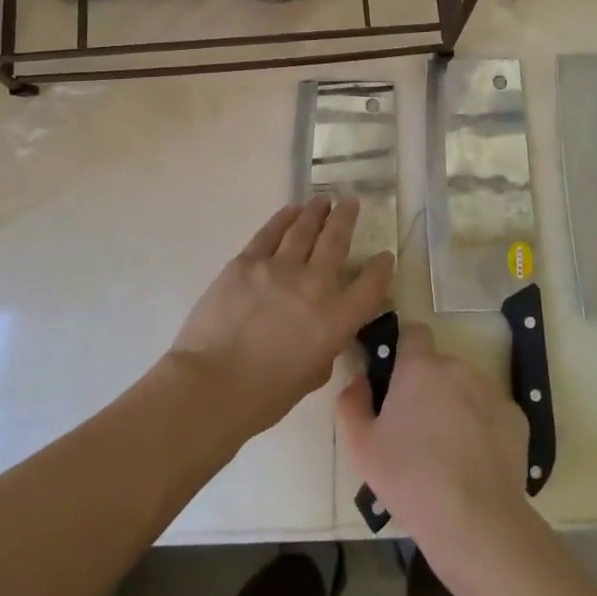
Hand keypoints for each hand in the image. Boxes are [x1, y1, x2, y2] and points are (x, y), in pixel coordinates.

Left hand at [168, 197, 393, 439]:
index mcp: (336, 320)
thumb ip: (325, 347)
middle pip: (336, 241)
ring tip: (323, 200)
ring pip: (304, 229)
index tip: (385, 256)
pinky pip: (270, 233)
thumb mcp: (312, 376)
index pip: (370, 286)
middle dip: (346, 218)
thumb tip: (322, 330)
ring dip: (316, 211)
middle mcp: (314, 285)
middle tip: (351, 201)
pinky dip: (283, 218)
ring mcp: (279, 268)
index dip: (381, 269)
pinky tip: (290, 210)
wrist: (211, 385)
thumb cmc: (264, 395)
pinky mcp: (246, 262)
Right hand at [337, 323, 534, 575]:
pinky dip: (482, 428)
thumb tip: (359, 380)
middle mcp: (458, 367)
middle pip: (439, 366)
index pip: (413, 332)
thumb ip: (352, 403)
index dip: (404, 349)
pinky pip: (491, 412)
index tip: (395, 377)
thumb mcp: (361, 447)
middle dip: (428, 387)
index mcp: (420, 367)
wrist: (475, 520)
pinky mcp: (516, 418)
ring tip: (447, 451)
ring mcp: (491, 391)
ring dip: (455, 405)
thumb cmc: (409, 478)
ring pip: (466, 388)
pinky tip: (474, 462)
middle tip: (415, 428)